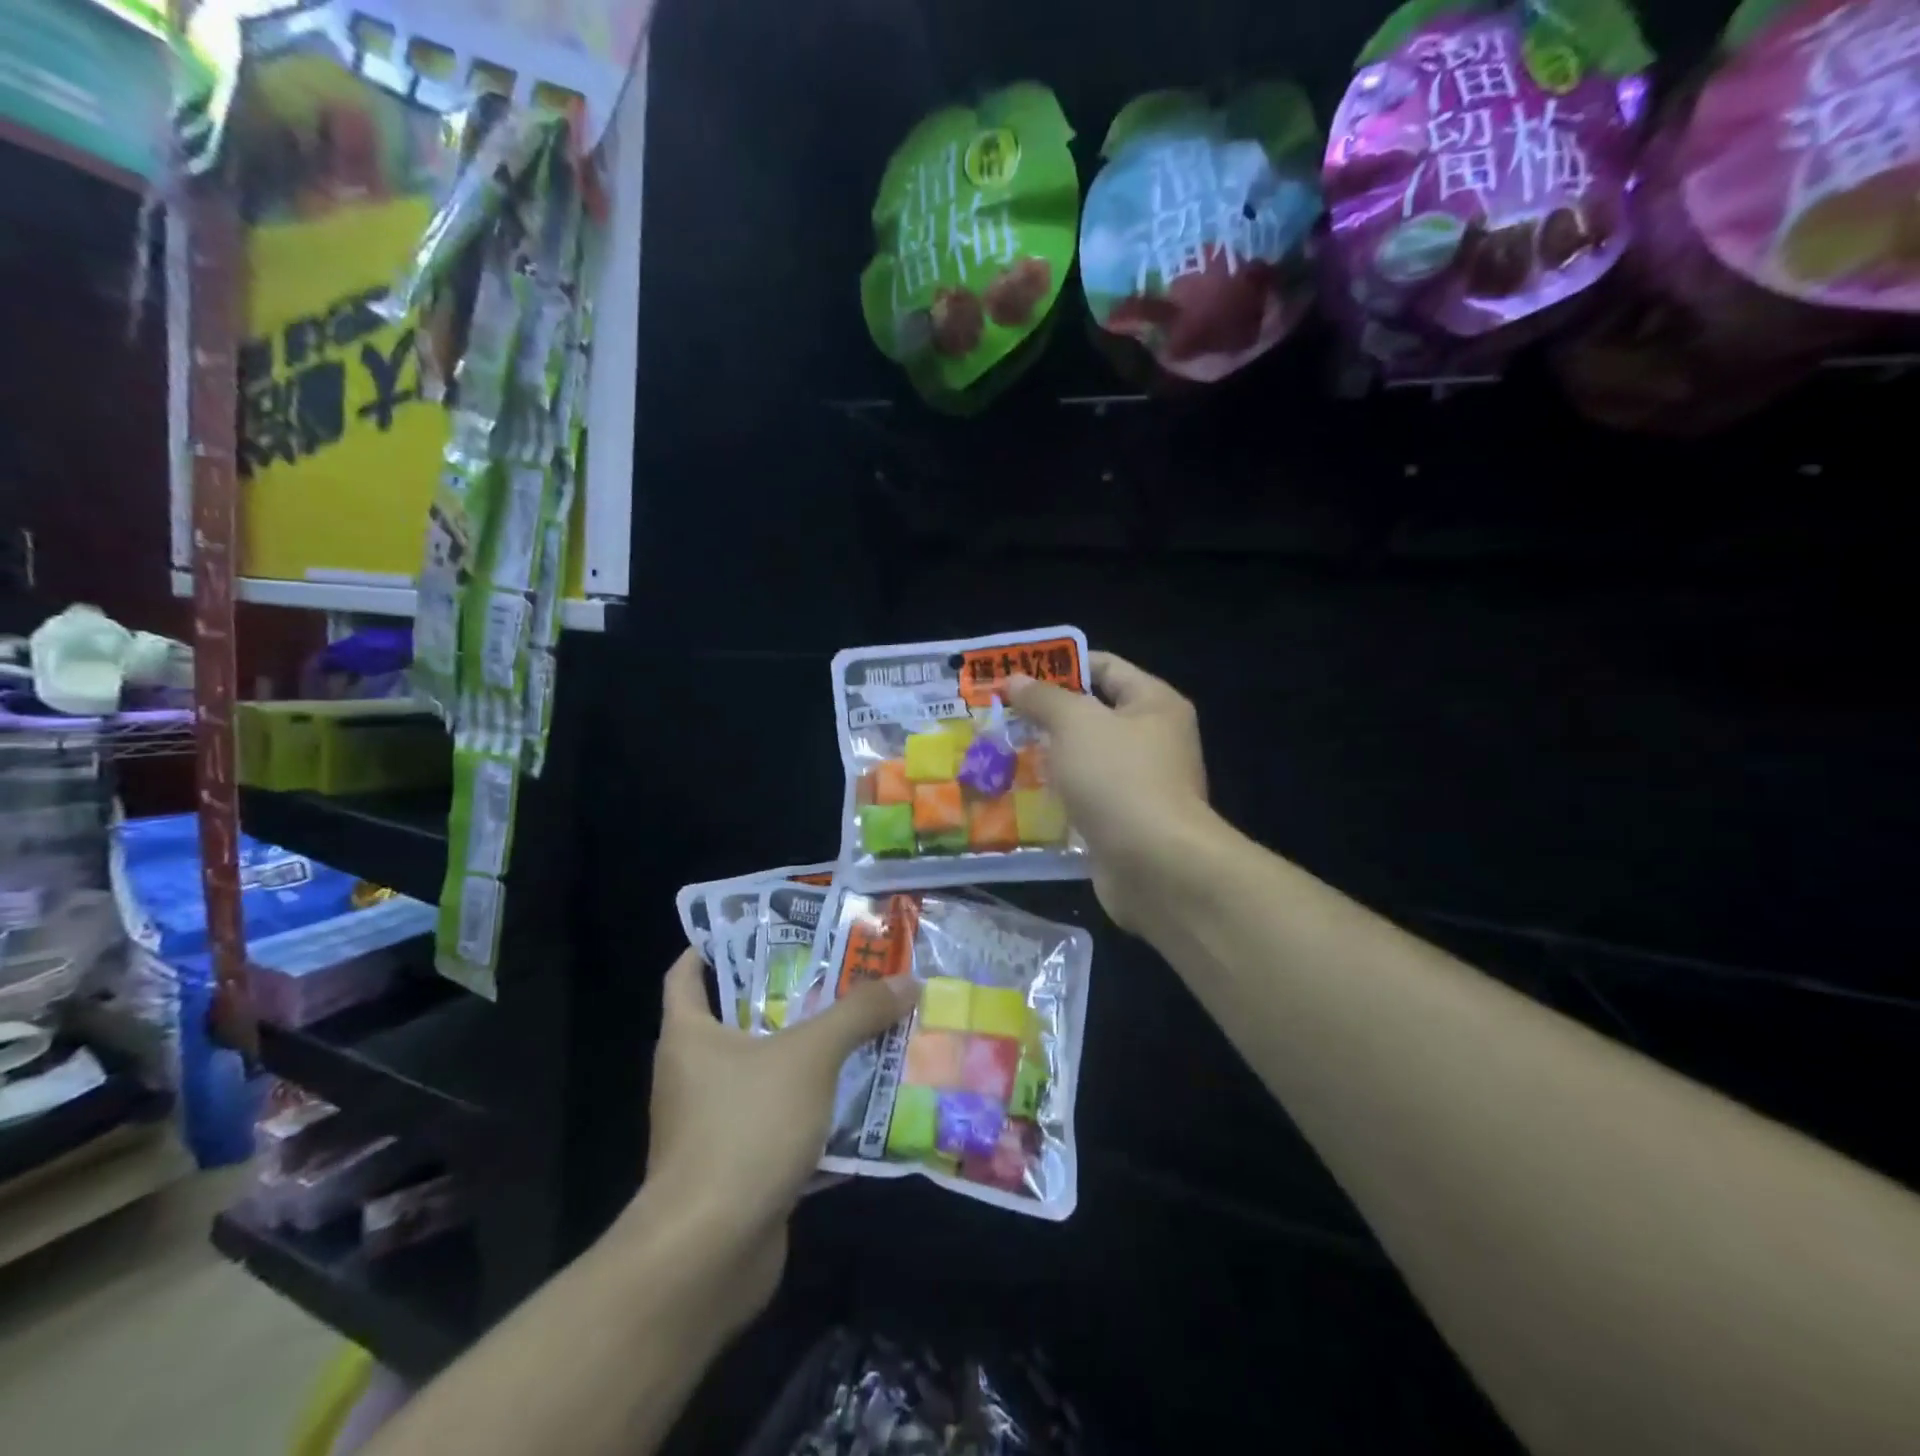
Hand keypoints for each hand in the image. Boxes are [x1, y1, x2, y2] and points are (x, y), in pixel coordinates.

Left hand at [628, 948, 917, 1331]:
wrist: (709, 1254)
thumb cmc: (745, 1129)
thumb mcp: (809, 1057)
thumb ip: (857, 1014)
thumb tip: (906, 980)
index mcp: (689, 1035)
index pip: (689, 971)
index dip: (719, 943)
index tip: (770, 927)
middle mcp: (693, 1074)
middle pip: (739, 1018)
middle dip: (789, 996)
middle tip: (841, 972)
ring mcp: (713, 1123)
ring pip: (766, 1072)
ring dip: (809, 1055)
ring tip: (861, 1027)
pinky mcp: (738, 1165)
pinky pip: (780, 1120)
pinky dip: (815, 1108)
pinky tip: (861, 1099)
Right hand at [1007, 651, 1209, 930]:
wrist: (1154, 864)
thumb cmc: (1118, 777)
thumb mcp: (1075, 723)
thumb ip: (1044, 698)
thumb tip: (1016, 680)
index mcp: (1155, 704)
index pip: (1106, 667)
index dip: (1062, 665)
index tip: (1017, 674)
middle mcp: (1154, 740)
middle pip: (1094, 715)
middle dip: (1047, 715)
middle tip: (1000, 715)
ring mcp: (1141, 784)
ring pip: (1085, 760)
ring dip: (1048, 758)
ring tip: (1000, 754)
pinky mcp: (1125, 823)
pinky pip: (1085, 799)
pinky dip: (1057, 797)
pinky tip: (1019, 797)